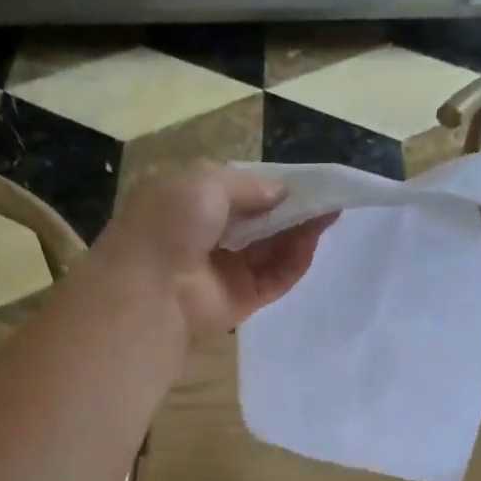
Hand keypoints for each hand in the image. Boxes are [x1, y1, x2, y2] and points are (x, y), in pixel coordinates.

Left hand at [94, 163, 335, 338]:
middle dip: (292, 209)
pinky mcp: (242, 300)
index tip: (302, 179)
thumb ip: (248, 185)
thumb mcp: (205, 181)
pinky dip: (295, 260)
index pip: (238, 192)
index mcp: (189, 204)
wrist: (150, 288)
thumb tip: (282, 193)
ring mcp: (225, 271)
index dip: (270, 185)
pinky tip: (313, 240)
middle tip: (327, 197)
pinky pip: (275, 277)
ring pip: (271, 249)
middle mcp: (208, 237)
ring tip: (330, 213)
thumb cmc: (169, 223)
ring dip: (299, 231)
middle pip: (260, 222)